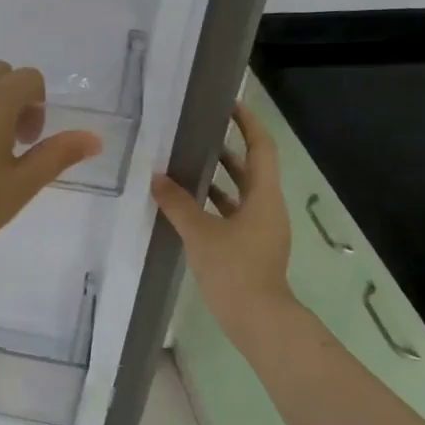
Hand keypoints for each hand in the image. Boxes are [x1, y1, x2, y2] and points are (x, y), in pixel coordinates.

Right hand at [152, 100, 294, 334]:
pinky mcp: (252, 246)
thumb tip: (156, 178)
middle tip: (198, 132)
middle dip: (228, 148)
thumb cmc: (234, 269)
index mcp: (264, 196)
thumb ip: (177, 203)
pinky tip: (188, 205)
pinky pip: (234, 213)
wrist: (257, 319)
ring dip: (220, 176)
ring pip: (242, 192)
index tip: (229, 104)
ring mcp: (262, 228)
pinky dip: (215, 203)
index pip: (262, 147)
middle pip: (252, 168)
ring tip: (187, 162)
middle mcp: (268, 207)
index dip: (248, 123)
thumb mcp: (200, 233)